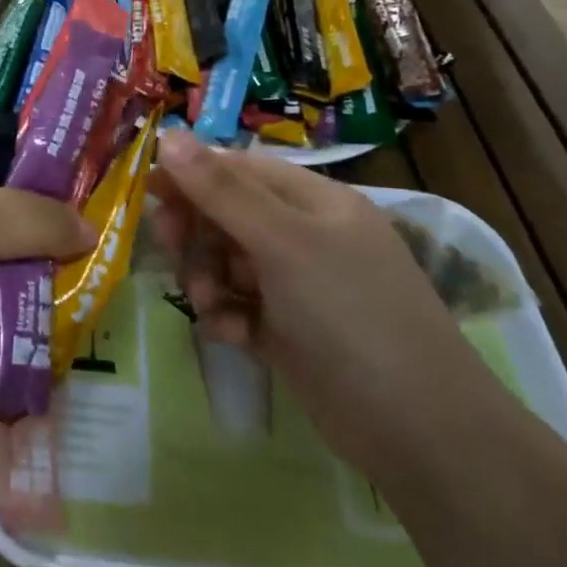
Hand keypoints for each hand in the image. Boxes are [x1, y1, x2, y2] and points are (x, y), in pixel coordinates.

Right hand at [152, 132, 494, 473]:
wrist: (419, 430)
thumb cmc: (350, 313)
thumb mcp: (283, 242)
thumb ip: (221, 190)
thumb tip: (168, 136)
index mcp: (314, 201)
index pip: (239, 168)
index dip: (192, 173)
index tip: (147, 189)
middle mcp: (305, 236)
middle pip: (228, 214)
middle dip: (195, 229)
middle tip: (170, 247)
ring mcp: (297, 287)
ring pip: (227, 262)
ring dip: (206, 277)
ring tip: (206, 302)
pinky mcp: (289, 332)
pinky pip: (239, 307)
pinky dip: (226, 316)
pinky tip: (229, 334)